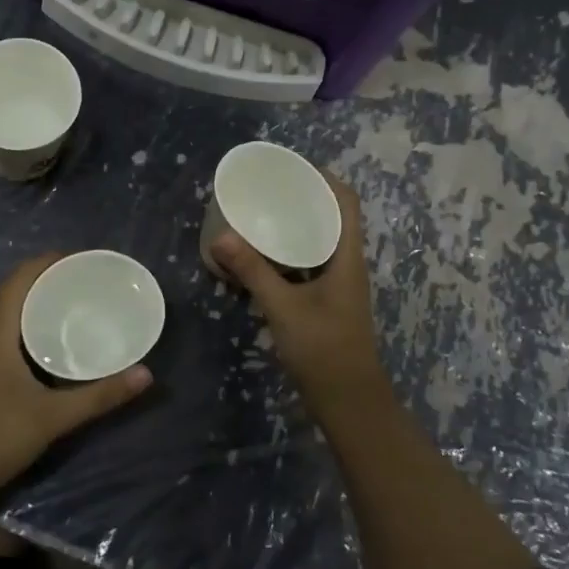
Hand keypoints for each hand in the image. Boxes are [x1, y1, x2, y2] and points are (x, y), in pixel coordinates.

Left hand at [0, 254, 152, 499]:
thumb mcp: (51, 417)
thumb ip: (99, 396)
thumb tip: (145, 375)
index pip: (23, 274)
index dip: (53, 261)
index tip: (87, 262)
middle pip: (15, 287)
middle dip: (50, 279)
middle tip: (89, 284)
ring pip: (5, 307)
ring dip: (36, 299)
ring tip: (74, 304)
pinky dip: (24, 319)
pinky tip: (46, 339)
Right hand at [211, 174, 386, 411]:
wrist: (348, 402)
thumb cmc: (324, 350)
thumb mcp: (284, 308)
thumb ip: (253, 271)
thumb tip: (221, 236)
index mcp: (347, 257)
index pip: (346, 202)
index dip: (326, 178)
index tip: (293, 166)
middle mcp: (347, 264)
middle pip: (333, 217)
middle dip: (304, 198)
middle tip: (268, 187)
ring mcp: (338, 284)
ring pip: (320, 241)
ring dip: (297, 225)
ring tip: (262, 213)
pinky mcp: (327, 301)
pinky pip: (309, 263)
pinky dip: (289, 253)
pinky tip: (262, 255)